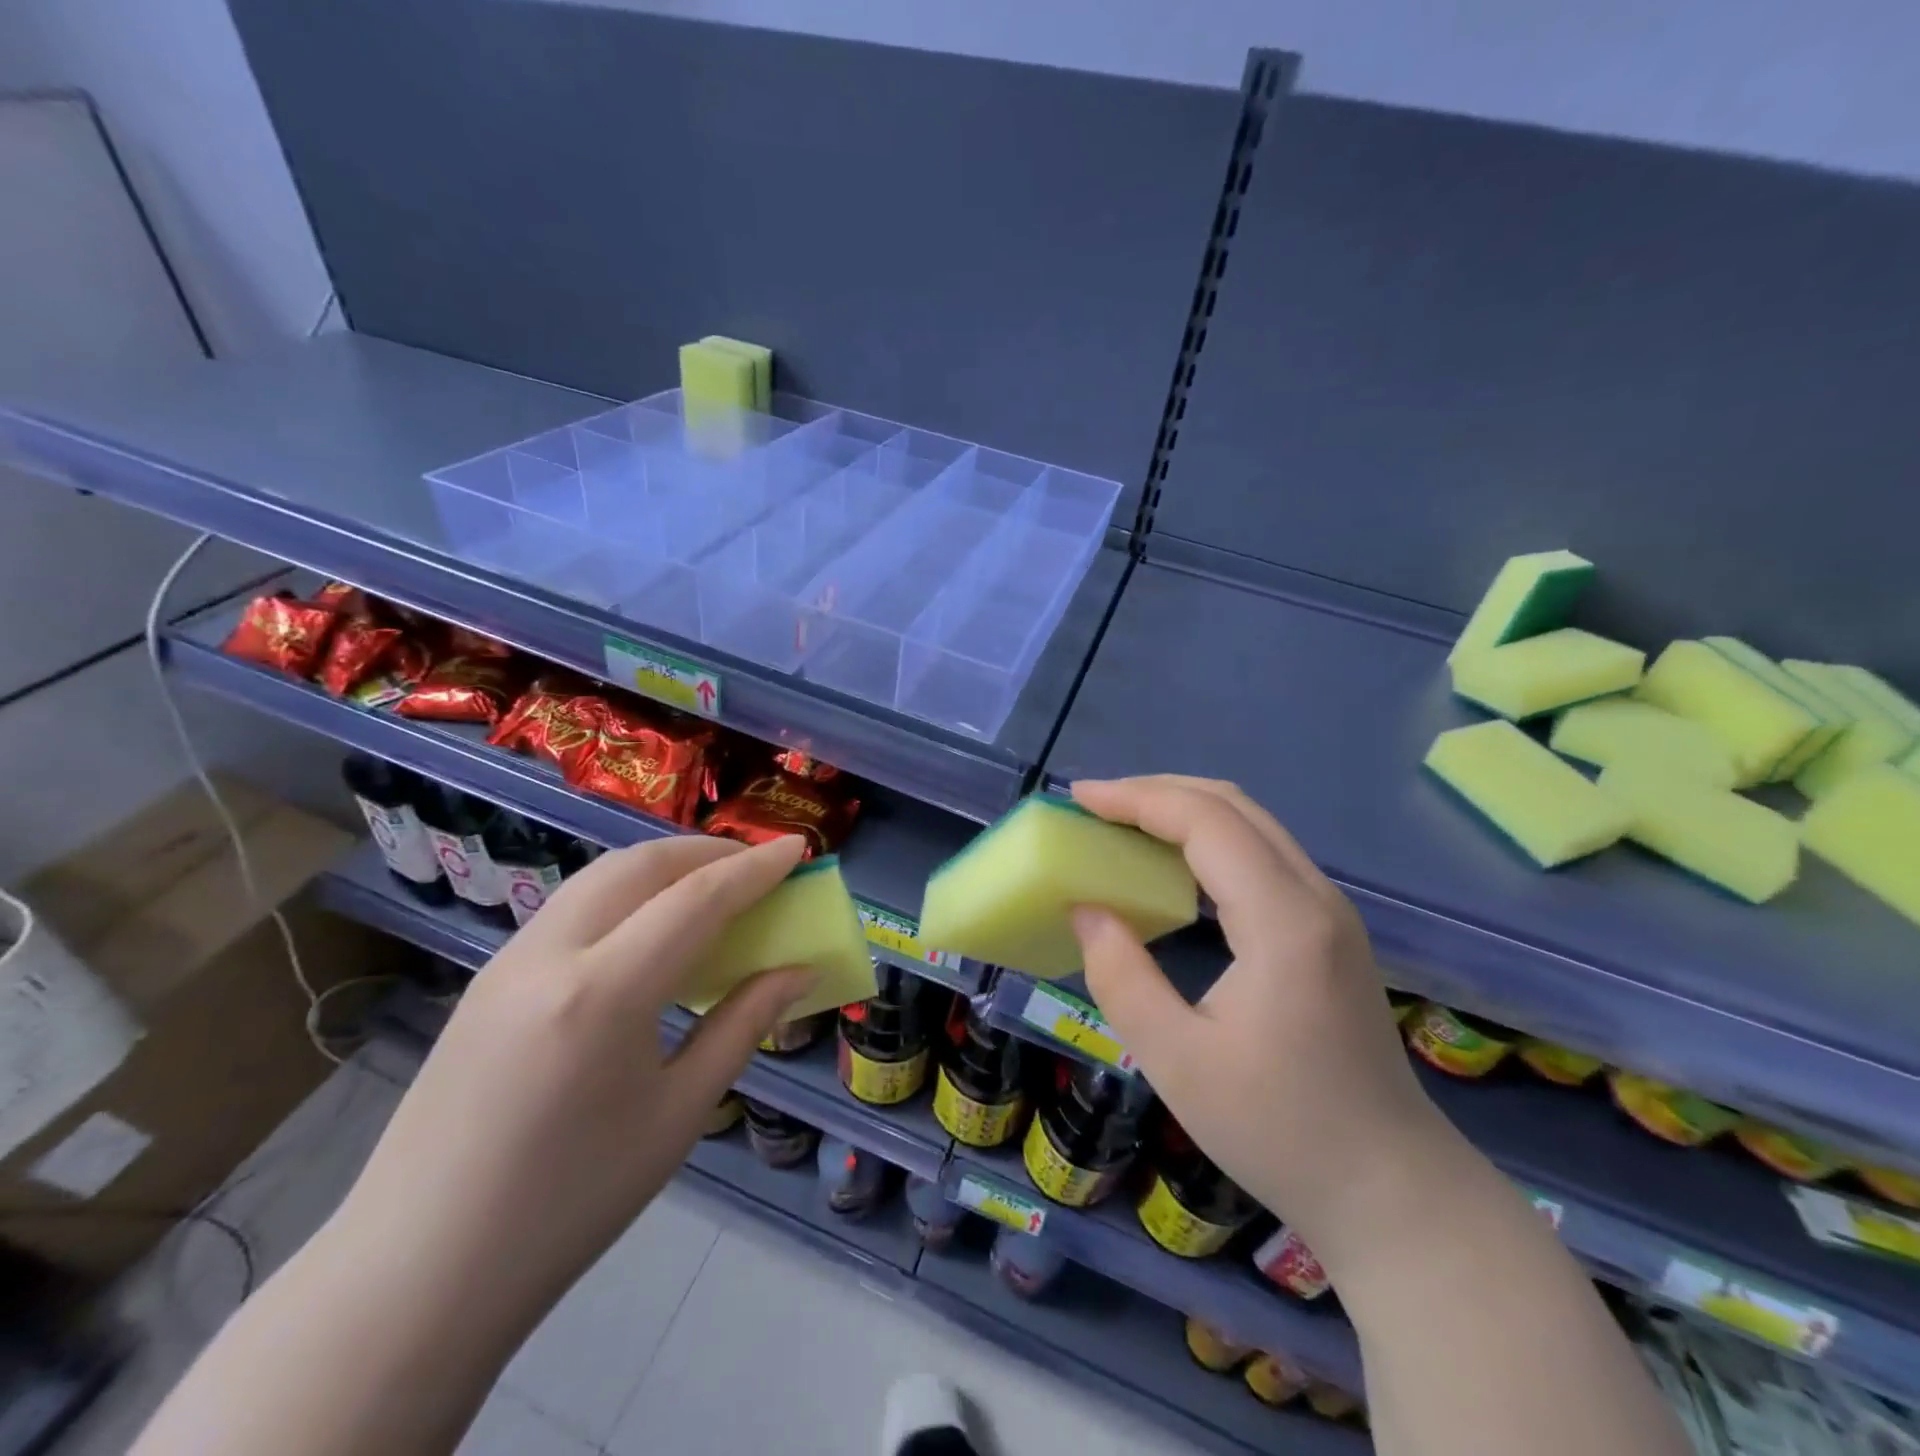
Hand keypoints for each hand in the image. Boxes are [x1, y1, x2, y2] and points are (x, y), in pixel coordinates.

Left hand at [330, 834, 814, 1325]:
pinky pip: (573, 907)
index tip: (798, 846)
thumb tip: (799, 971)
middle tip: (758, 867)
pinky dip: (626, 894)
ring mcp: (509, 961)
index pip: (696, 899)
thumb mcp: (679, 1113)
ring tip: (711, 886)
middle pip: (641, 864)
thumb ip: (744, 1024)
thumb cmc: (571, 1203)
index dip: (755, 868)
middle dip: (707, 851)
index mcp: (603, 994)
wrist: (422, 1271)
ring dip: (664, 866)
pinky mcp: (489, 978)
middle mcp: (550, 955)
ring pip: (600, 877)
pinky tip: (649, 929)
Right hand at [1069, 776, 1447, 1250]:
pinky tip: (1173, 863)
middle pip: (1232, 806)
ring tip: (1122, 823)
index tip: (1078, 797)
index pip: (1205, 821)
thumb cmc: (1280, 1131)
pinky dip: (1208, 837)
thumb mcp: (1177, 1063)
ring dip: (1183, 809)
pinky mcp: (1330, 928)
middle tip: (1094, 805)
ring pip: (1252, 823)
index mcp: (1283, 923)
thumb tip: (1085, 908)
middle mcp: (1315, 897)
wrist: (1391, 1188)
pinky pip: (1262, 852)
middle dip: (1156, 792)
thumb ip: (1120, 977)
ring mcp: (1330, 910)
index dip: (1136, 798)